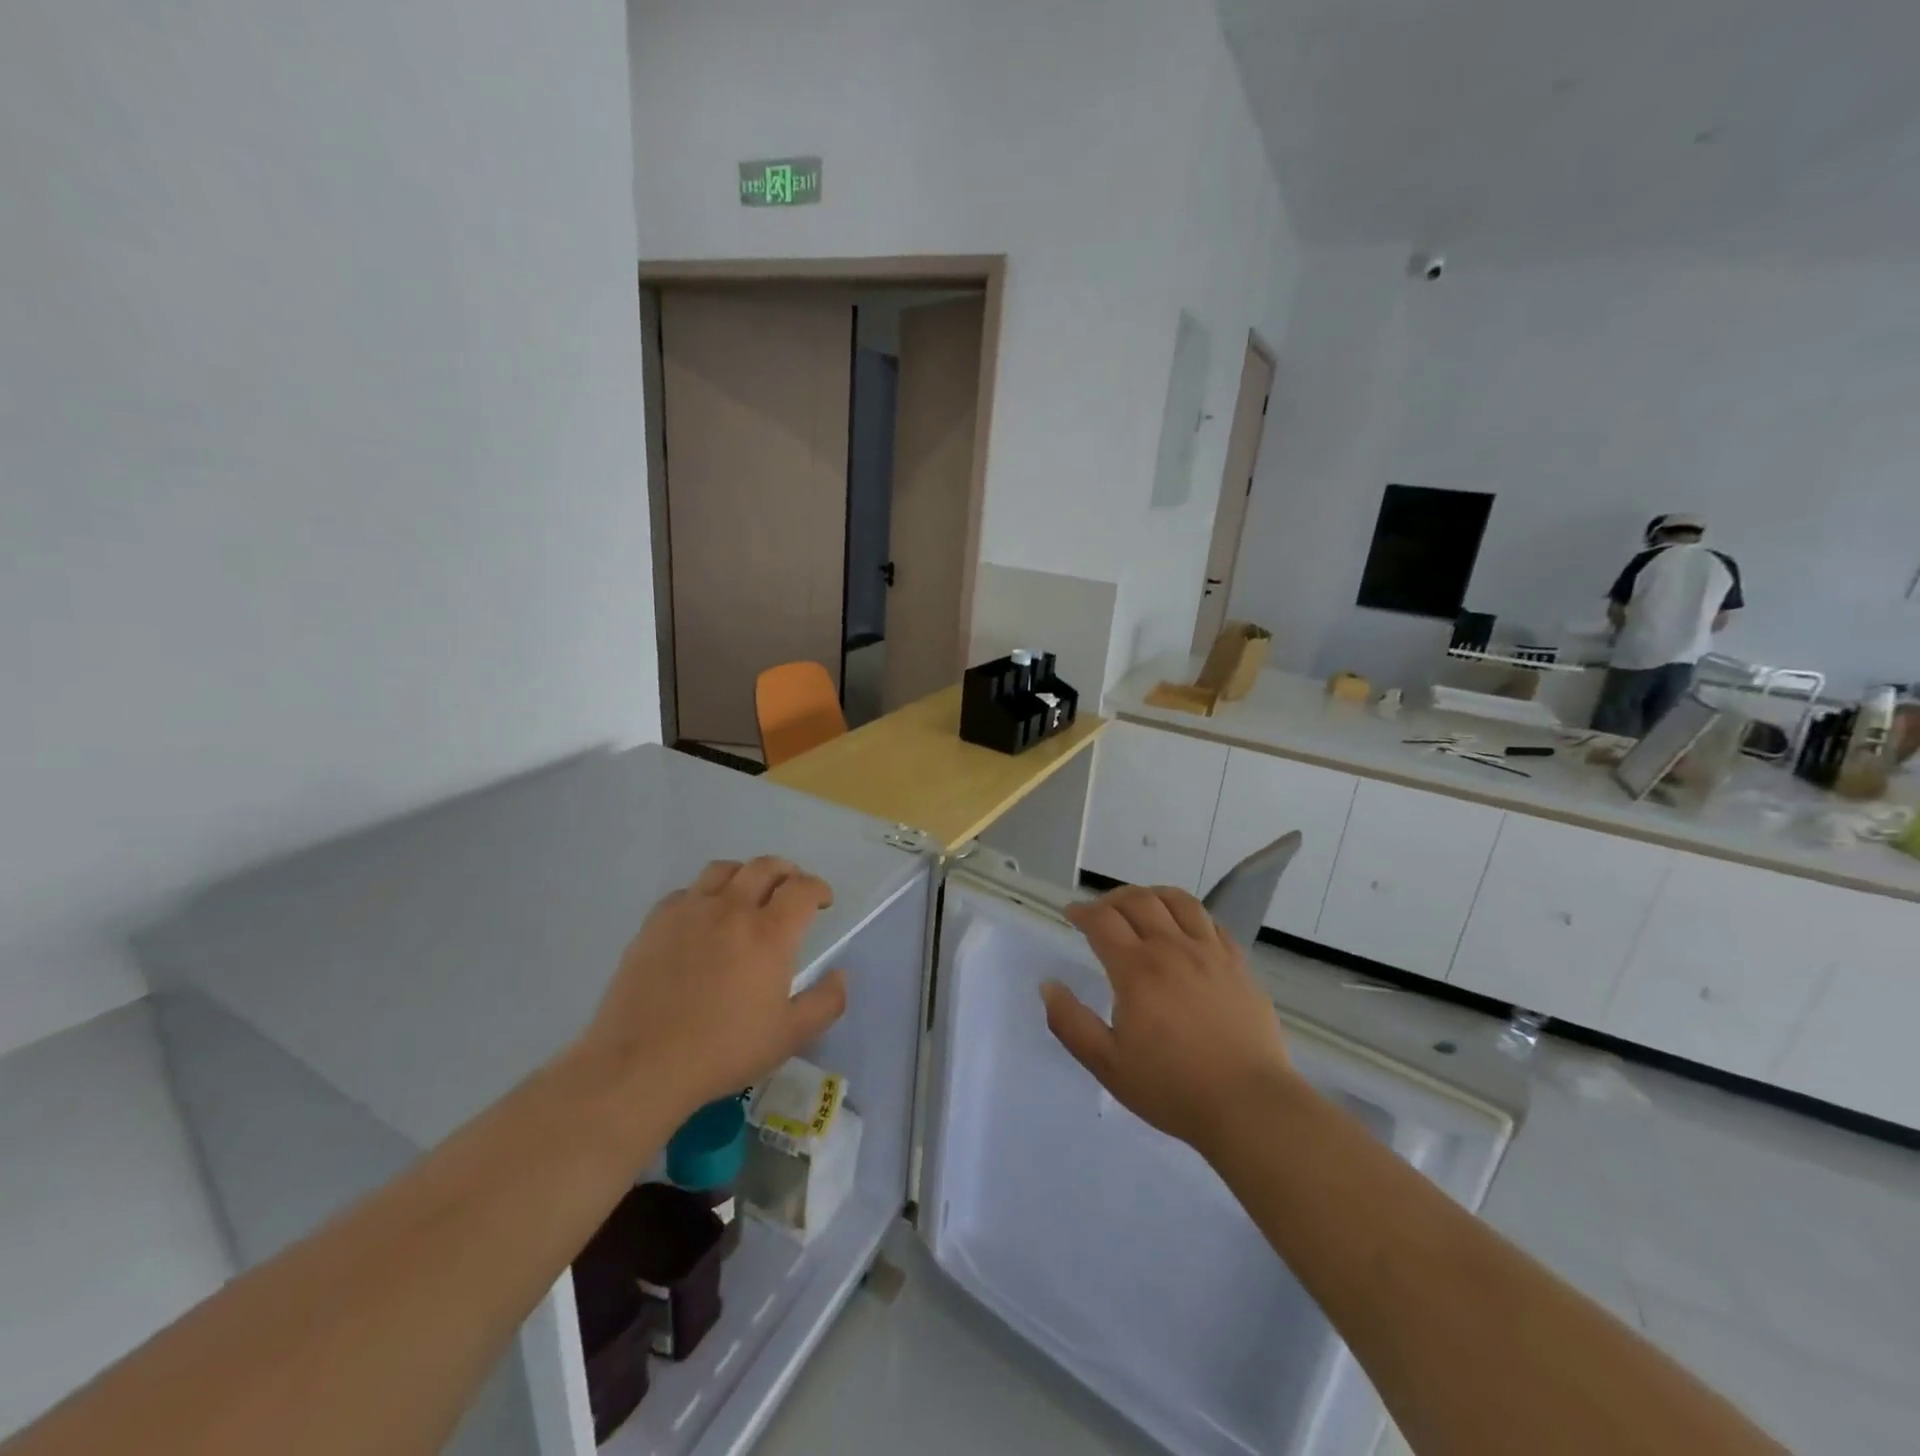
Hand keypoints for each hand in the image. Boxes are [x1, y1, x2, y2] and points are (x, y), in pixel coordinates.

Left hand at [579, 857, 847, 1119]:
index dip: (818, 888)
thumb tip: (841, 974)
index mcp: (770, 933)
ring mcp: (690, 911)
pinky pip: (686, 892)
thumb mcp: (790, 1036)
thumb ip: (826, 1002)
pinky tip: (702, 919)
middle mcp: (732, 909)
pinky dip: (703, 895)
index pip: (802, 888)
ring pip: (724, 869)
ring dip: (745, 875)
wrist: (642, 1064)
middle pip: (765, 866)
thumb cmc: (723, 1051)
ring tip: (747, 894)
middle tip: (791, 891)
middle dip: (787, 872)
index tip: (822, 902)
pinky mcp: (655, 922)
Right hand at [1043, 884, 1293, 1157]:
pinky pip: (1211, 922)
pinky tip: (1184, 930)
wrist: (1249, 1105)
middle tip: (1101, 911)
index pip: (1103, 920)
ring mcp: (1210, 953)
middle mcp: (1172, 949)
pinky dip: (1189, 915)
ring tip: (1141, 907)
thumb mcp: (1107, 1065)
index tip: (1072, 914)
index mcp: (1137, 970)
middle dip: (1112, 898)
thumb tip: (1049, 985)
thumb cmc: (1172, 1088)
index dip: (1082, 911)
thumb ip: (1071, 1023)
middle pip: (1138, 900)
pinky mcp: (1239, 964)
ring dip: (1152, 895)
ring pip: (1178, 901)